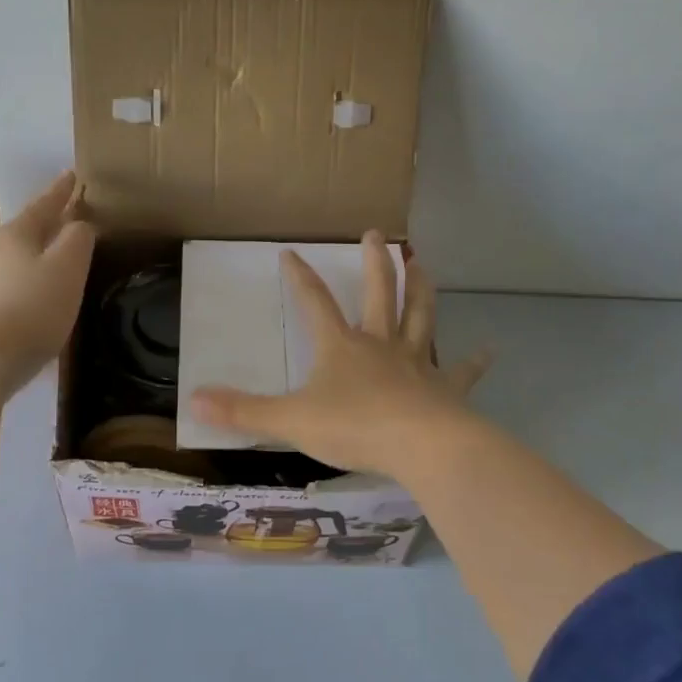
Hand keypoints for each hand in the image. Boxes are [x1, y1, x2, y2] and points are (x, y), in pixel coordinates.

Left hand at [0, 170, 95, 392]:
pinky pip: (3, 285)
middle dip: (47, 224)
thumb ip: (78, 240)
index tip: (72, 174)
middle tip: (68, 220)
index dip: (61, 191)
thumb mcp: (67, 270)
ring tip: (50, 260)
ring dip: (33, 254)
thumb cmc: (30, 310)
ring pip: (12, 258)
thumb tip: (80, 223)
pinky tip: (28, 297)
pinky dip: (21, 282)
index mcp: (15, 234)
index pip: (44, 204)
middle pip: (25, 230)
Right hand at [189, 230, 490, 480]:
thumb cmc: (354, 428)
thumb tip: (192, 399)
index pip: (315, 303)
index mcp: (342, 347)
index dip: (301, 278)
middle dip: (376, 263)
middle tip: (377, 234)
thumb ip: (243, 411)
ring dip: (422, 289)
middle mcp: (380, 345)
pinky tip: (489, 350)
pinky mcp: (445, 389)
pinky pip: (461, 372)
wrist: (421, 448)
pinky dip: (473, 362)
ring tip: (423, 262)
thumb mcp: (290, 421)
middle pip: (380, 294)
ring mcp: (416, 364)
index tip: (290, 252)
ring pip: (420, 317)